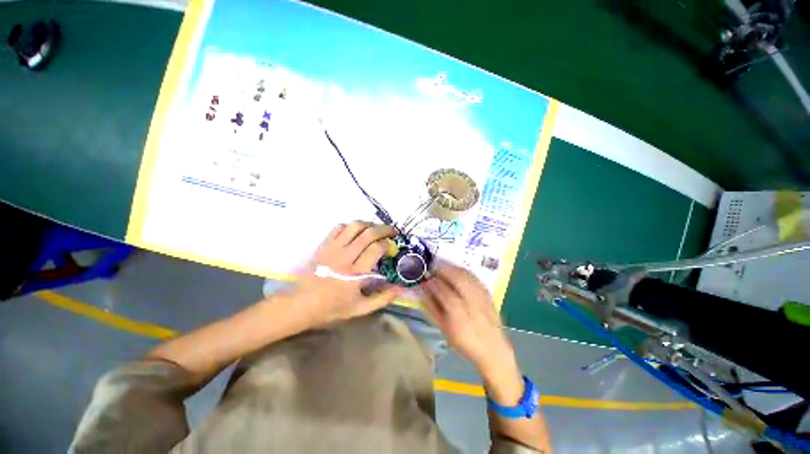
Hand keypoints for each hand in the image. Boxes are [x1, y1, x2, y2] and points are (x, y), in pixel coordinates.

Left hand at [289, 221, 401, 327]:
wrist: (301, 304)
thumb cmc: (333, 308)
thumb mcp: (360, 309)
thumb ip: (382, 298)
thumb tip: (401, 288)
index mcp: (356, 273)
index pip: (376, 249)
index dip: (388, 244)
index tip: (392, 247)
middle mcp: (345, 257)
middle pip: (368, 234)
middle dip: (384, 229)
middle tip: (392, 231)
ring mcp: (333, 248)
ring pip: (354, 226)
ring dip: (369, 224)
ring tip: (376, 229)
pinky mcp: (324, 245)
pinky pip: (339, 227)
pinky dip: (351, 226)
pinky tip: (357, 231)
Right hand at [420, 264, 518, 381]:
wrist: (493, 350)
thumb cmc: (465, 342)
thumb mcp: (445, 329)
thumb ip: (433, 309)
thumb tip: (423, 293)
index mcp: (460, 318)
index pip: (444, 294)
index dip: (434, 284)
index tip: (426, 279)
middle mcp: (473, 305)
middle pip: (458, 280)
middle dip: (444, 271)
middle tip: (434, 269)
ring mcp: (482, 299)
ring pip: (468, 277)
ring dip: (454, 269)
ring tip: (443, 266)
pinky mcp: (489, 295)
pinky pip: (476, 278)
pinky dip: (465, 272)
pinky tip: (458, 270)